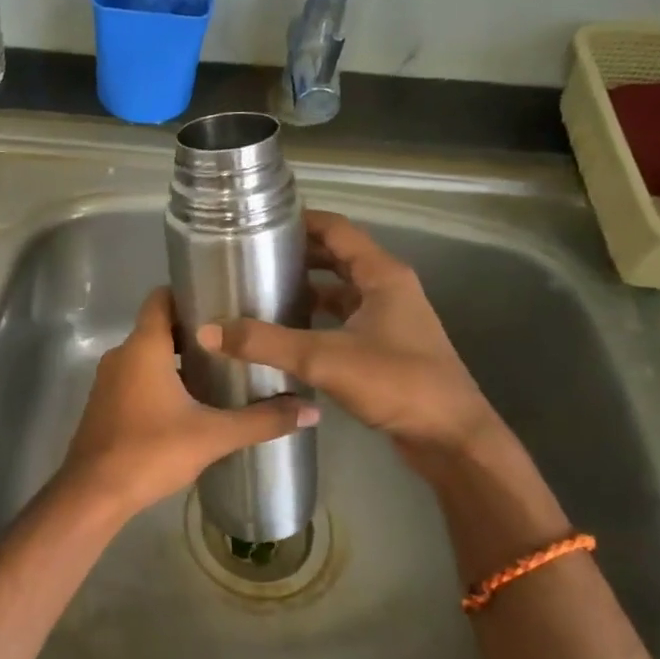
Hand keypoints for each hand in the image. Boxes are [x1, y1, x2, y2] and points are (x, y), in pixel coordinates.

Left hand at [57, 288, 318, 523]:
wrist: (94, 494)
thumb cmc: (151, 452)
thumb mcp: (213, 436)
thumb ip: (262, 420)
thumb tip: (312, 411)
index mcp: (143, 347)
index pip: (161, 298)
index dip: (189, 292)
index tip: (223, 297)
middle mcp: (121, 355)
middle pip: (159, 327)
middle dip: (194, 330)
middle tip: (235, 338)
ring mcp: (109, 381)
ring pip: (147, 355)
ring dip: (179, 358)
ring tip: (220, 369)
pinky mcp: (105, 404)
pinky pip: (136, 378)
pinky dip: (161, 379)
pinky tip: (190, 402)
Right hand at [198, 210, 496, 464]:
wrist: (451, 437)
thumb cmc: (396, 384)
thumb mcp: (324, 358)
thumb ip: (265, 343)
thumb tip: (207, 329)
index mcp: (382, 275)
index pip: (337, 229)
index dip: (300, 221)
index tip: (259, 222)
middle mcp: (389, 289)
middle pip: (338, 258)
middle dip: (298, 255)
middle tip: (252, 258)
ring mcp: (391, 319)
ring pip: (341, 292)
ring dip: (307, 289)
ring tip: (262, 292)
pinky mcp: (387, 348)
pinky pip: (345, 320)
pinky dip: (318, 319)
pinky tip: (287, 334)